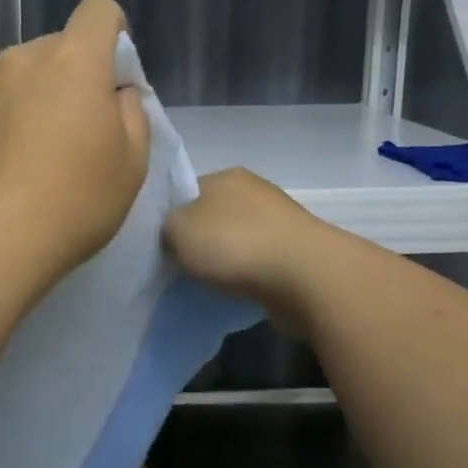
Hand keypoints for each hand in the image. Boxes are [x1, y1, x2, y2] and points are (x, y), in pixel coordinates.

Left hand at [0, 0, 150, 287]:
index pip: (98, 10)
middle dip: (68, 78)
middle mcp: (20, 58)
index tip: (110, 77)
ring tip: (25, 157)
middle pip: (55, 49)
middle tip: (70, 135)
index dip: (111, 34)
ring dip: (27, 98)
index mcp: (73, 61)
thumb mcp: (132, 164)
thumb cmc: (74, 204)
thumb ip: (131, 112)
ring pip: (15, 76)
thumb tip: (115, 92)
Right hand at [163, 168, 332, 332]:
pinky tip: (237, 292)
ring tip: (207, 285)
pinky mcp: (296, 252)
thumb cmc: (235, 244)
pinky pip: (258, 263)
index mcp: (225, 175)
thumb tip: (172, 233)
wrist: (306, 276)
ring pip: (237, 241)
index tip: (161, 246)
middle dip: (199, 241)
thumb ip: (165, 226)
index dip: (171, 218)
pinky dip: (247, 276)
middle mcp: (254, 191)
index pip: (187, 192)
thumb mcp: (178, 229)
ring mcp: (279, 221)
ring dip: (225, 261)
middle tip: (180, 268)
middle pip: (213, 216)